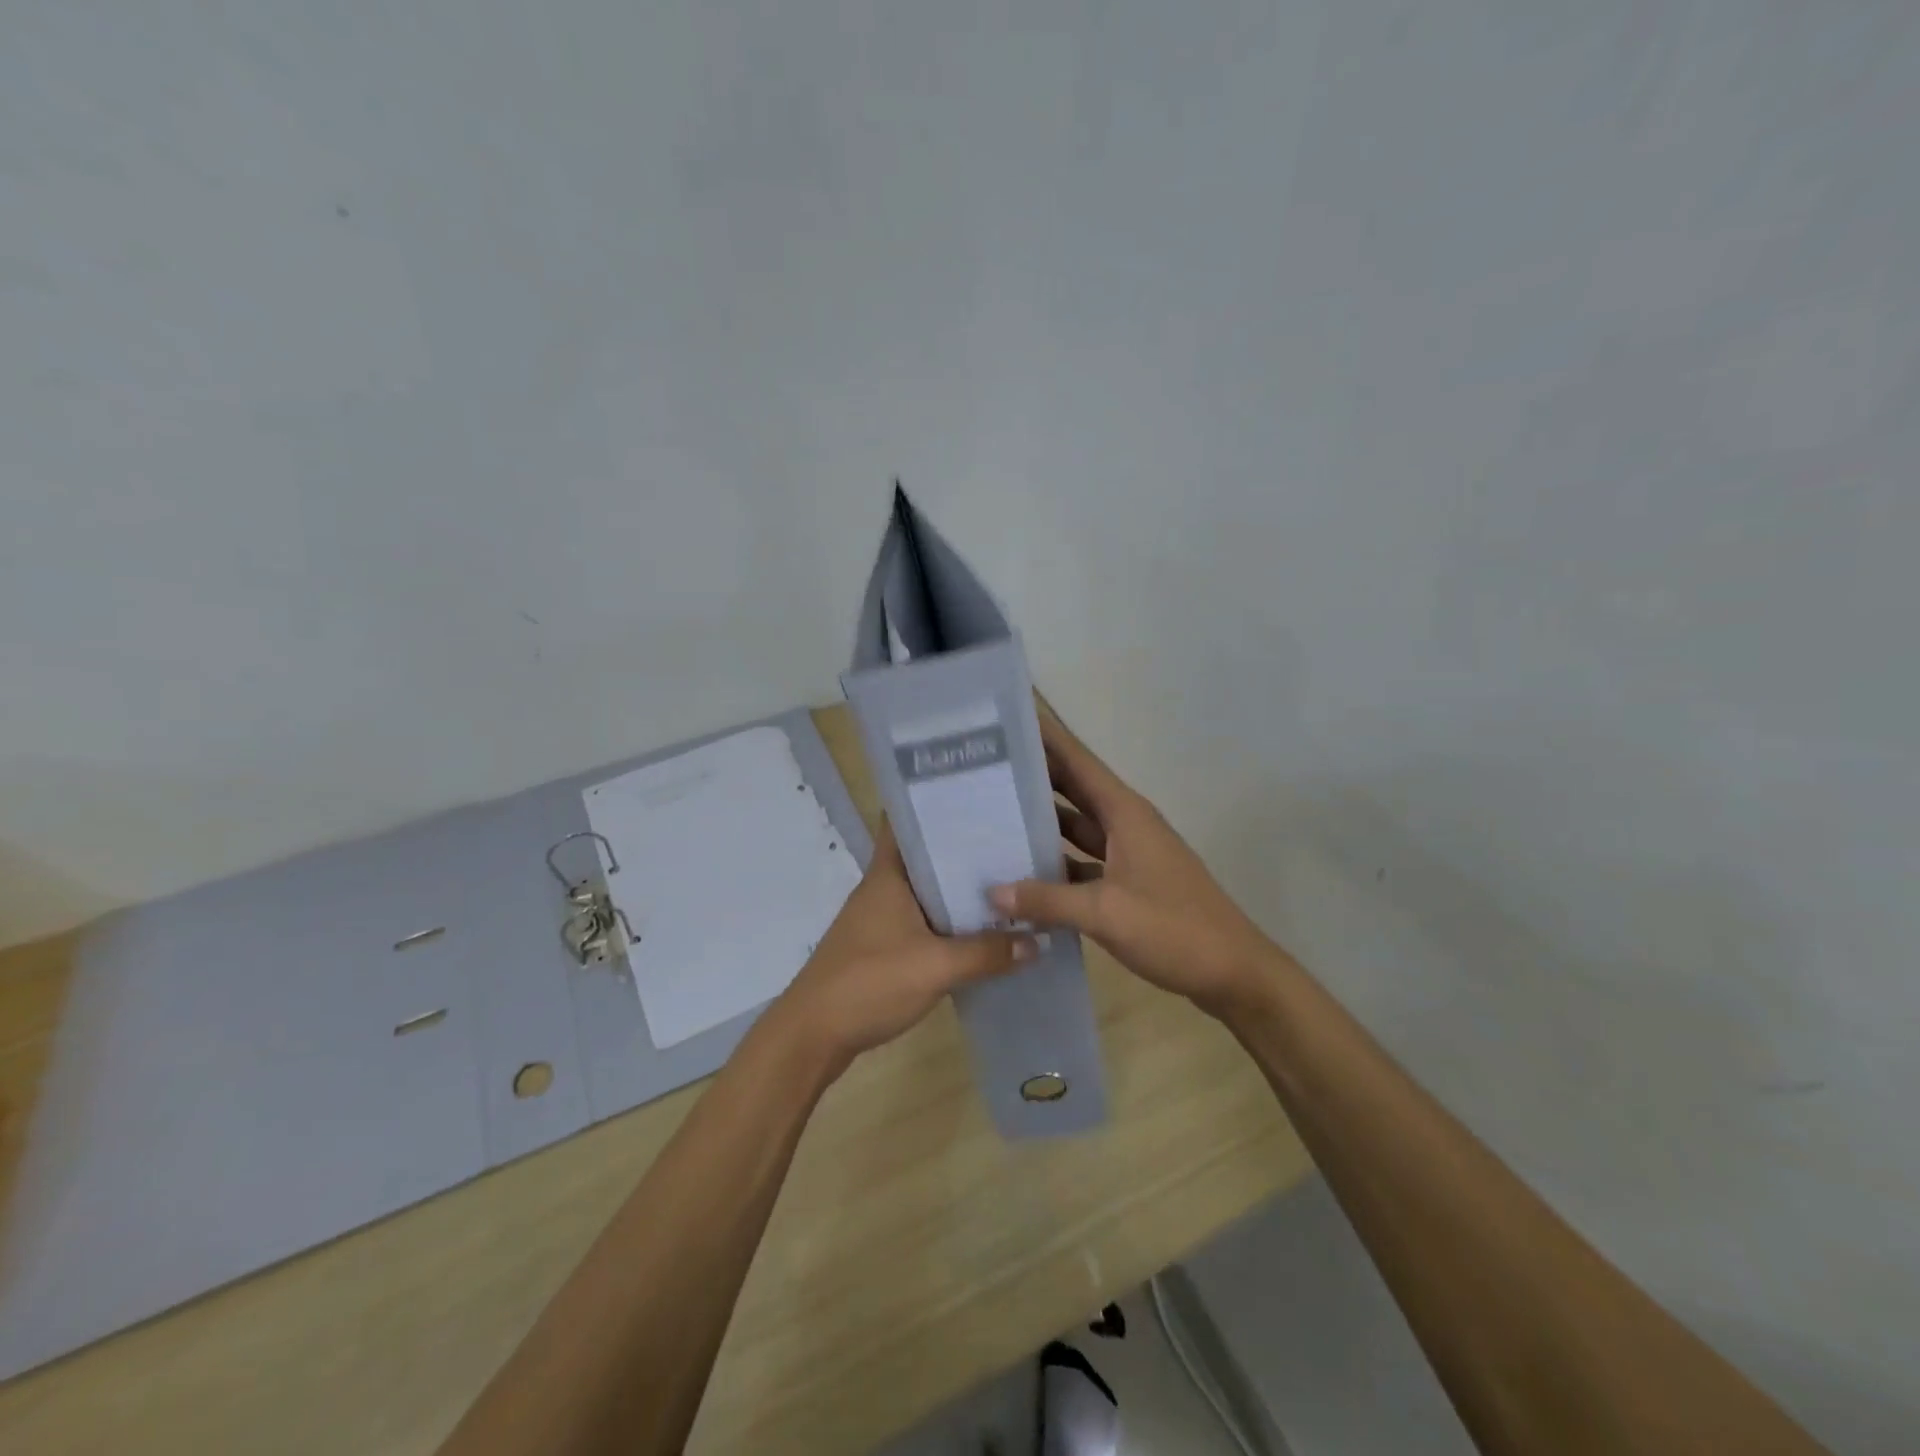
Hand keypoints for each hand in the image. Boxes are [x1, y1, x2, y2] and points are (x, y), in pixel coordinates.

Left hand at [771, 821, 1033, 1071]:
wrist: (813, 1036)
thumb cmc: (868, 983)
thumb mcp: (935, 967)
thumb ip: (987, 953)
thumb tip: (1038, 940)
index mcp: (887, 875)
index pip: (905, 820)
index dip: (934, 802)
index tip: (976, 793)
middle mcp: (883, 888)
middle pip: (924, 855)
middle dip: (962, 847)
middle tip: (1011, 838)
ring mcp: (880, 919)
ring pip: (926, 891)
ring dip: (958, 888)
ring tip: (1008, 879)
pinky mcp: (882, 948)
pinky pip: (923, 922)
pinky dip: (949, 922)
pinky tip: (981, 931)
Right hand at [990, 706, 1282, 1017]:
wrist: (1234, 973)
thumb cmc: (1174, 929)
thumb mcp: (1105, 913)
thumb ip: (1047, 900)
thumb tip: (992, 891)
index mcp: (1125, 813)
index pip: (1077, 760)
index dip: (1045, 737)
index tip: (1006, 719)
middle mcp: (1125, 824)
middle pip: (1073, 789)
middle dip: (1033, 775)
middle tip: (982, 766)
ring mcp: (1128, 854)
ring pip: (1076, 826)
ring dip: (1041, 821)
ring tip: (991, 813)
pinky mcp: (1128, 883)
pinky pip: (1082, 861)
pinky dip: (1056, 863)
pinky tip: (1022, 872)